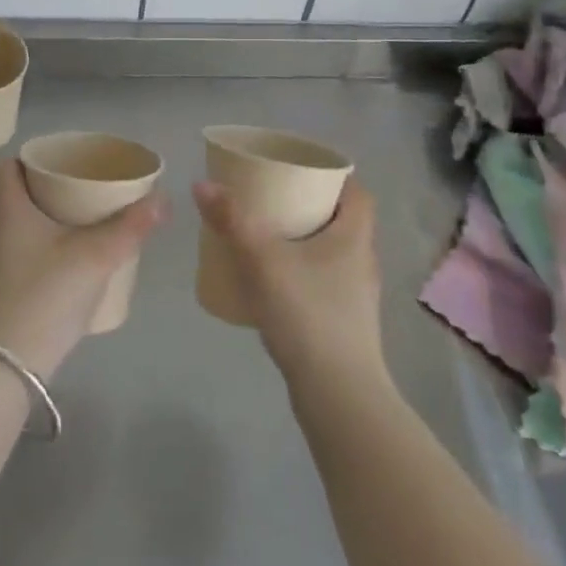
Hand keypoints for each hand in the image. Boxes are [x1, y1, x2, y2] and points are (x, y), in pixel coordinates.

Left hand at [0, 160, 164, 379]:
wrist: (6, 364)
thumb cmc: (46, 294)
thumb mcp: (96, 257)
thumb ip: (131, 227)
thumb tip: (163, 199)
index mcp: (5, 207)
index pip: (8, 165)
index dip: (34, 160)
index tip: (65, 166)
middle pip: (11, 193)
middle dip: (43, 189)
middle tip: (79, 192)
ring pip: (10, 224)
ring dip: (37, 219)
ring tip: (73, 225)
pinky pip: (9, 250)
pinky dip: (31, 246)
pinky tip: (58, 262)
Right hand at [193, 177, 385, 384]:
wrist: (338, 395)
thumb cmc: (309, 314)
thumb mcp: (263, 260)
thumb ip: (233, 220)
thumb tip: (202, 184)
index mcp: (354, 237)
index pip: (357, 193)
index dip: (333, 176)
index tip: (300, 170)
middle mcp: (362, 262)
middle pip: (342, 220)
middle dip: (309, 206)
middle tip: (272, 198)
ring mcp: (356, 297)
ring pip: (331, 253)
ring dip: (304, 241)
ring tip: (266, 236)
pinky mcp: (344, 325)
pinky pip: (323, 282)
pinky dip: (301, 273)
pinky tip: (272, 283)